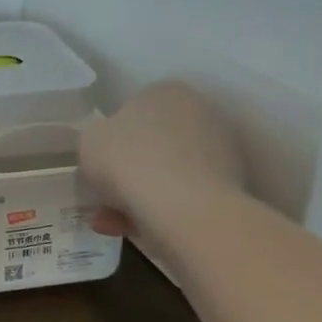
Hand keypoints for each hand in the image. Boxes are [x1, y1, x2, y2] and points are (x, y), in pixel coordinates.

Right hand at [80, 83, 245, 236]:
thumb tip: (109, 148)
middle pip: (153, 143)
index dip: (112, 138)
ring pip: (168, 174)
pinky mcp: (232, 188)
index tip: (99, 162)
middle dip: (127, 172)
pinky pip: (184, 197)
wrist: (185, 209)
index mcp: (167, 91)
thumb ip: (97, 138)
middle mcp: (200, 112)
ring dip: (138, 197)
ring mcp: (222, 151)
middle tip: (104, 196)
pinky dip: (159, 212)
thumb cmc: (129, 160)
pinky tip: (131, 231)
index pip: (134, 109)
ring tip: (111, 223)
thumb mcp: (90, 140)